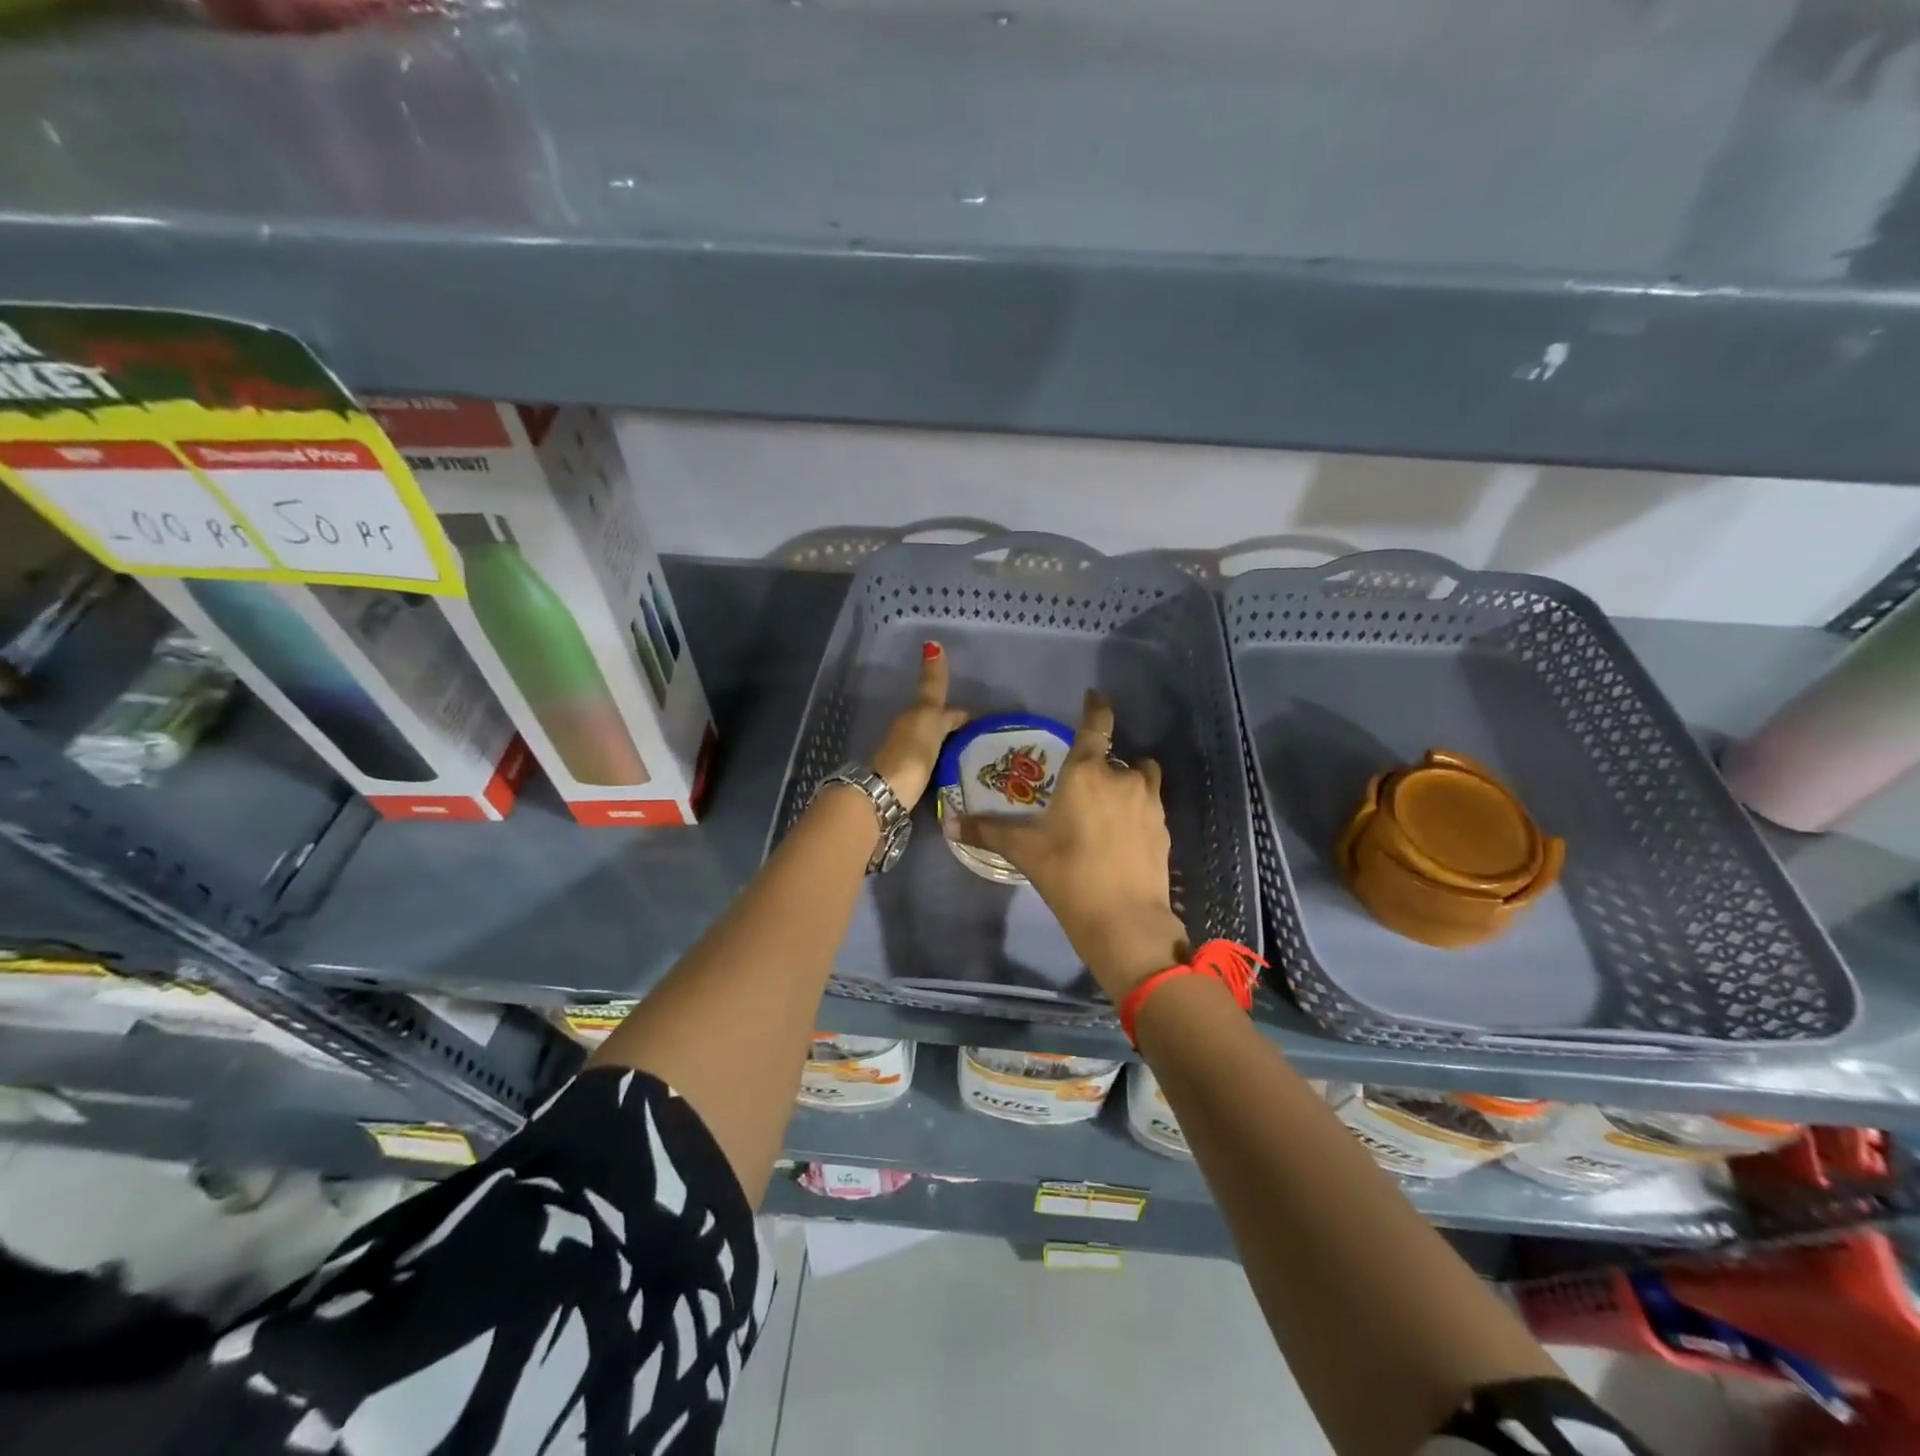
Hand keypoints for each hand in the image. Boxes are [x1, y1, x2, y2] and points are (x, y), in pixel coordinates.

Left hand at [870, 642, 968, 809]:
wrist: (886, 794)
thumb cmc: (911, 751)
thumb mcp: (927, 715)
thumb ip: (932, 685)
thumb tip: (932, 644)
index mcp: (916, 717)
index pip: (945, 711)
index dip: (961, 714)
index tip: (980, 720)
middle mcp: (910, 734)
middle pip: (936, 727)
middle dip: (954, 729)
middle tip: (979, 737)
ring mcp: (908, 759)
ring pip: (933, 746)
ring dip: (948, 747)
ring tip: (972, 756)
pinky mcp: (909, 782)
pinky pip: (931, 765)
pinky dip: (942, 764)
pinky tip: (953, 773)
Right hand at [959, 690, 1188, 1001]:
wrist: (1124, 920)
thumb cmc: (1068, 874)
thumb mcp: (1024, 851)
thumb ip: (988, 832)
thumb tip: (950, 824)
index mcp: (1087, 773)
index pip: (1096, 726)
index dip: (1096, 708)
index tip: (1094, 697)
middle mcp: (1122, 778)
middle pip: (1114, 758)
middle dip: (1099, 766)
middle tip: (1079, 788)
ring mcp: (1149, 803)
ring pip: (1138, 778)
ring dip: (1125, 783)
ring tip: (1106, 807)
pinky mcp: (1164, 828)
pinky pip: (1149, 804)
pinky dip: (1137, 809)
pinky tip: (1121, 835)